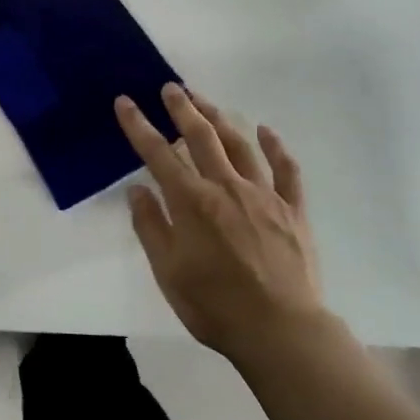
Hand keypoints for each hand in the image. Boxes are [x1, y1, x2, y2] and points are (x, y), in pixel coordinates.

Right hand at [115, 84, 324, 365]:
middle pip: (200, 136)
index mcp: (192, 202)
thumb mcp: (167, 272)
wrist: (281, 331)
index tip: (126, 101)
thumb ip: (151, 227)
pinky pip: (286, 170)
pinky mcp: (292, 209)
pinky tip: (266, 131)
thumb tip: (137, 190)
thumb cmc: (215, 306)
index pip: (157, 153)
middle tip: (170, 87)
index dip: (139, 125)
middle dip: (182, 108)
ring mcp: (263, 195)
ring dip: (219, 117)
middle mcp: (226, 187)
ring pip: (238, 144)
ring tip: (204, 101)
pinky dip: (275, 147)